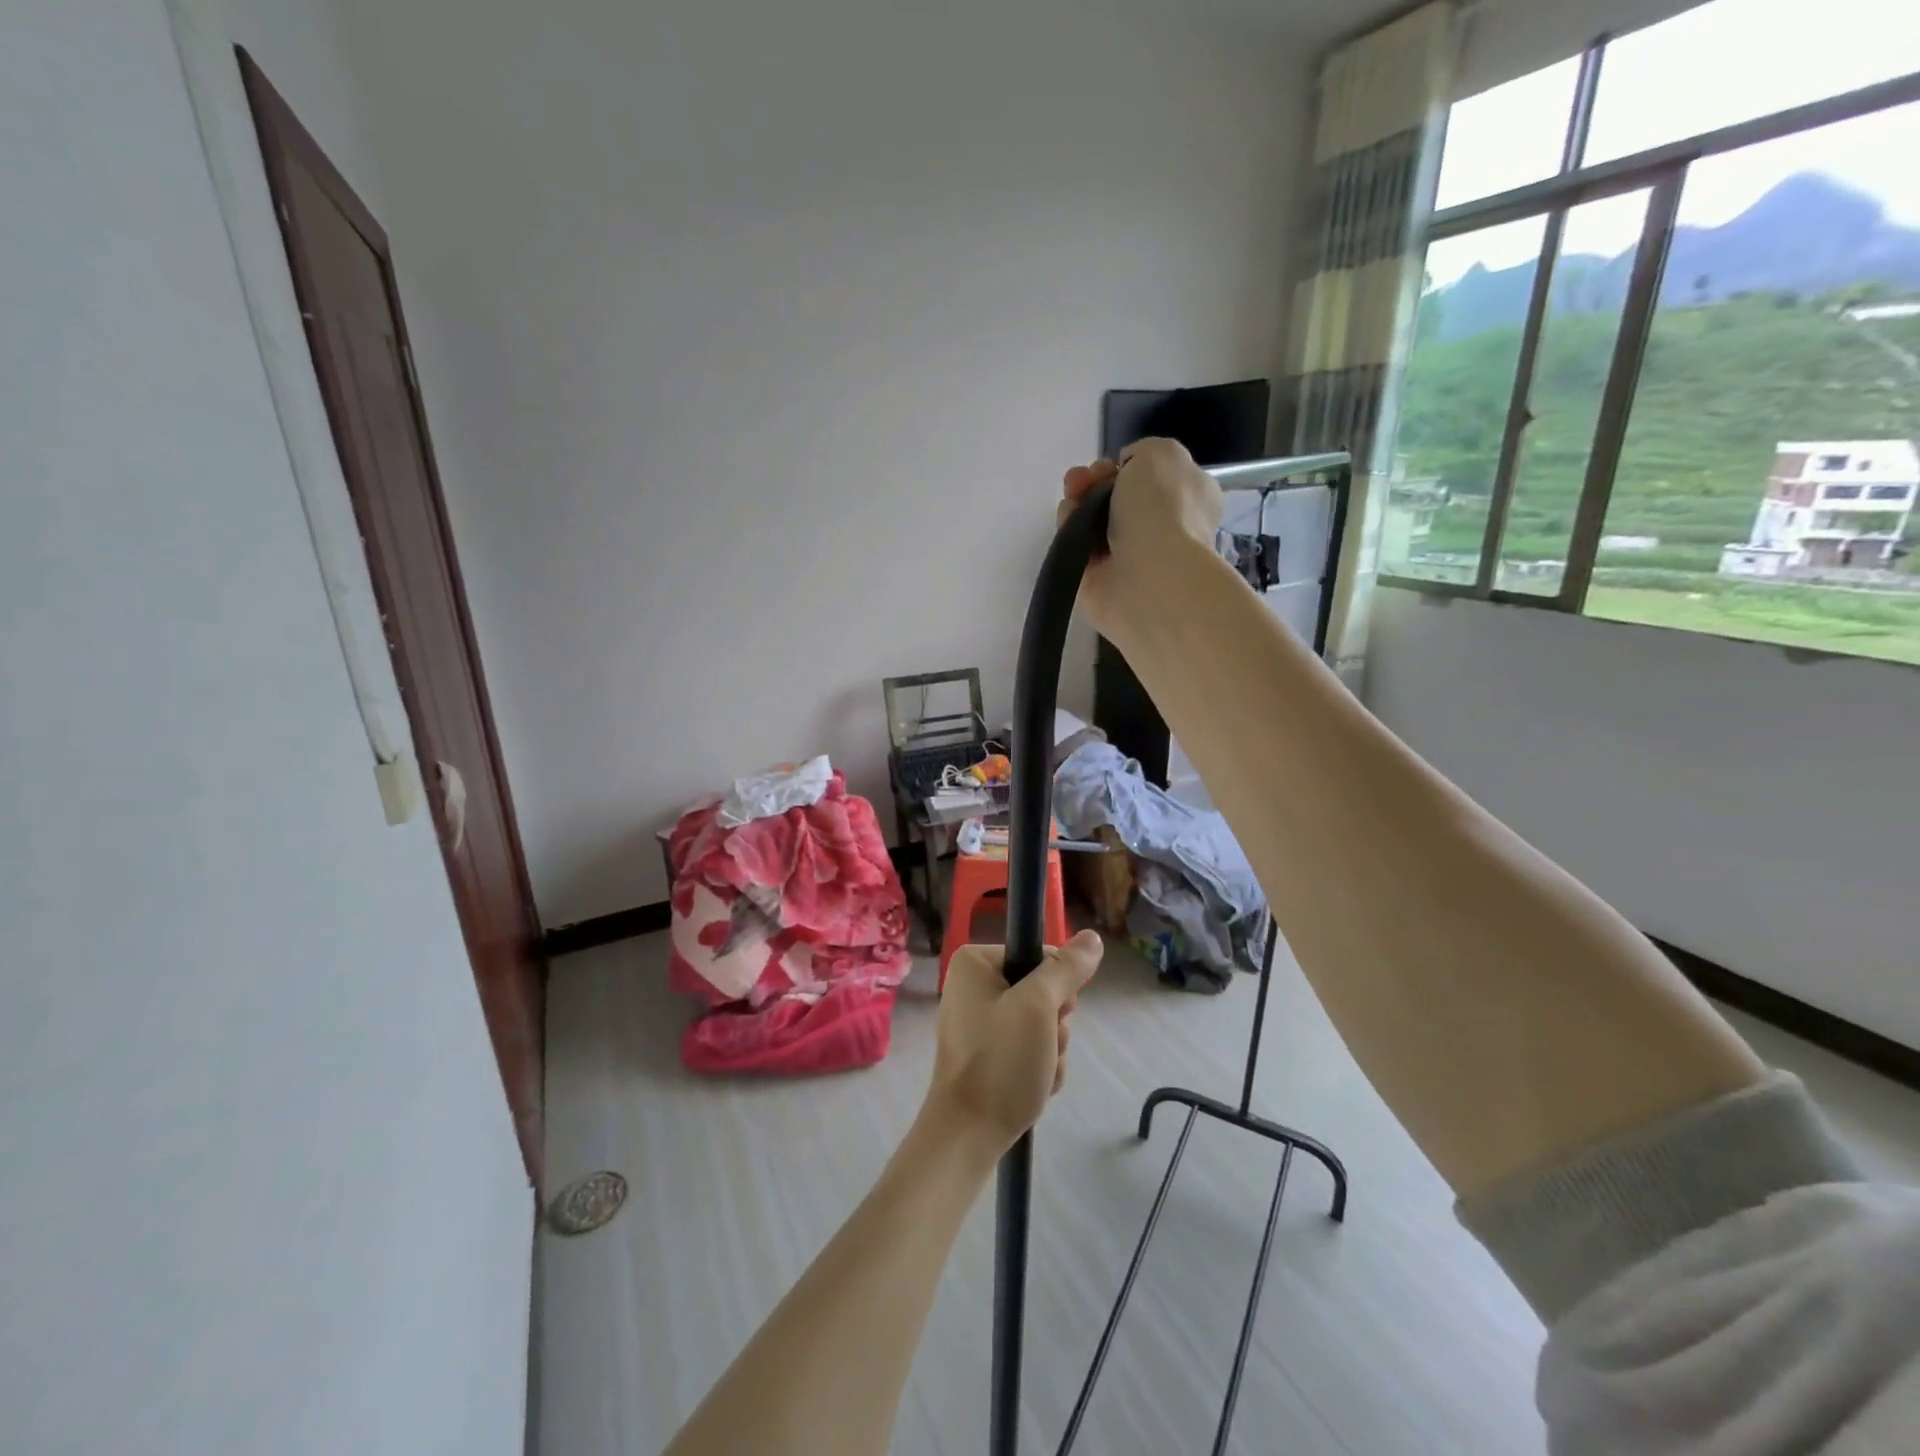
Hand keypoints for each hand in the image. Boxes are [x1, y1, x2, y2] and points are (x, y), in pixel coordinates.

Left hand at [925, 932, 1102, 1154]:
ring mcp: (979, 1021)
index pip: (1041, 956)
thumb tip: (1093, 937)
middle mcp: (974, 985)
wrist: (968, 1136)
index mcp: (975, 963)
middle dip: (1055, 1025)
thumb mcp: (1038, 1008)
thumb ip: (1066, 970)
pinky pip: (1029, 1047)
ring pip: (1042, 1023)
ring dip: (1052, 1049)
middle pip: (1043, 991)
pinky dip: (1039, 1066)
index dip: (1058, 988)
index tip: (1054, 1014)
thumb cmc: (1000, 1062)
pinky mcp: (987, 1053)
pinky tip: (1033, 1086)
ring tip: (1037, 1073)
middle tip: (1043, 1047)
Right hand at [1060, 438, 1222, 642]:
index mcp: (1189, 497)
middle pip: (1117, 497)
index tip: (1112, 464)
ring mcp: (1129, 556)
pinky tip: (1068, 522)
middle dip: (1094, 483)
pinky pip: (1078, 547)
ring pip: (1094, 521)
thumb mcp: (1161, 453)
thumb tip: (1123, 473)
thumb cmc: (1163, 510)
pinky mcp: (1100, 579)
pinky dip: (1069, 531)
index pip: (1152, 477)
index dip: (1126, 466)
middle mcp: (1161, 527)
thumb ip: (1142, 452)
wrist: (1149, 576)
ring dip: (1077, 503)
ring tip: (1071, 499)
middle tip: (1081, 480)